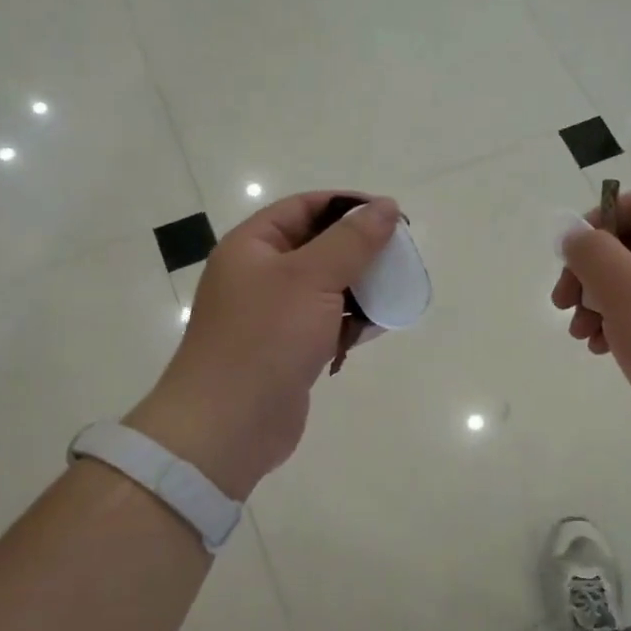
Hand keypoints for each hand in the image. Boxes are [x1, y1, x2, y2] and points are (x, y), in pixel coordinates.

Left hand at [127, 192, 400, 499]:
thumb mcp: (311, 277)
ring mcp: (273, 316)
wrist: (229, 424)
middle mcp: (259, 276)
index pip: (304, 207)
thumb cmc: (266, 338)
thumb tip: (385, 206)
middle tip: (401, 256)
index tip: (391, 217)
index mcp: (252, 247)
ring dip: (360, 287)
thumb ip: (352, 240)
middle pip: (317, 246)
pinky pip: (326, 323)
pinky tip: (379, 326)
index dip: (348, 206)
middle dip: (359, 249)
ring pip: (325, 287)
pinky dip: (351, 321)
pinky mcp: (288, 350)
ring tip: (397, 290)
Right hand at [551, 191, 630, 476]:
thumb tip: (573, 232)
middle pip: (629, 247)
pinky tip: (602, 350)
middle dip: (590, 274)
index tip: (569, 261)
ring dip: (598, 304)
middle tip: (563, 304)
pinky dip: (619, 327)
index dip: (595, 225)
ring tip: (582, 335)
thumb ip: (592, 253)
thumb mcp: (625, 290)